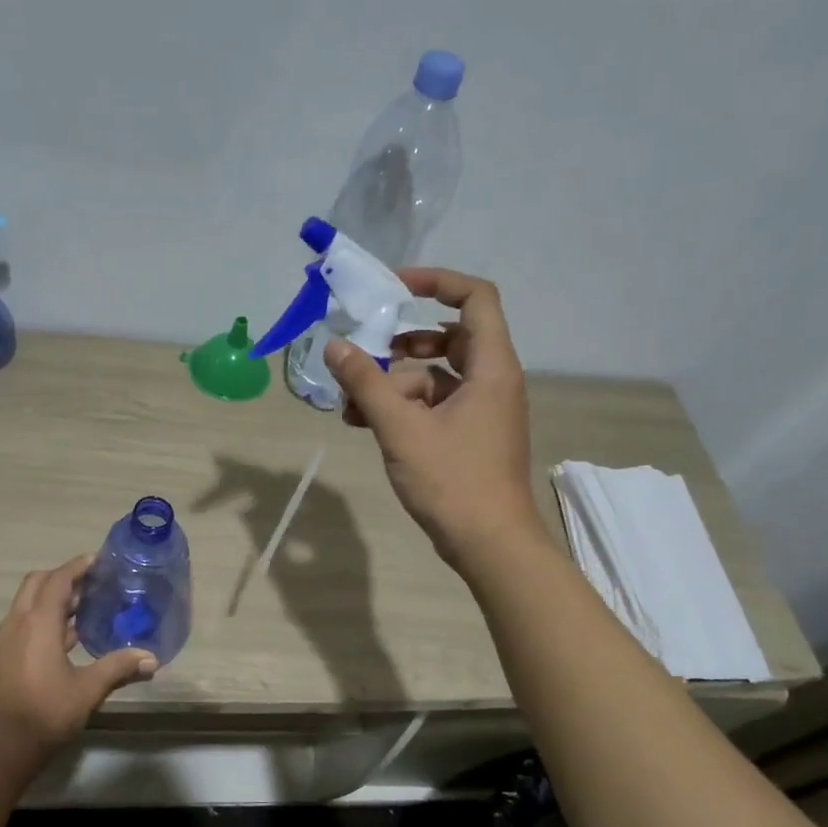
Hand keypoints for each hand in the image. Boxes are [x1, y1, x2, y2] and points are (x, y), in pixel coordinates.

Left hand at [0, 555, 157, 756]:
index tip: (98, 560)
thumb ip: (119, 667)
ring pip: (27, 603)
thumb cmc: (46, 712)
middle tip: (91, 582)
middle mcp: (17, 623)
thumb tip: (152, 658)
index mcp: (38, 622)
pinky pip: (22, 623)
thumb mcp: (88, 689)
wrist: (1, 747)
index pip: (58, 580)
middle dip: (62, 577)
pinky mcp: (2, 657)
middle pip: (37, 584)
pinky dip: (42, 618)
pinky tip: (64, 638)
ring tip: (83, 607)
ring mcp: (5, 640)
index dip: (77, 566)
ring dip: (51, 598)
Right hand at [325, 267, 542, 569]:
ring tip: (351, 402)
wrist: (490, 544)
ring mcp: (481, 410)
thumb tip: (336, 346)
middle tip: (365, 351)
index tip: (393, 287)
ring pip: (434, 376)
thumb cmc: (453, 481)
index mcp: (490, 367)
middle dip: (401, 344)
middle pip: (448, 337)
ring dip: (393, 382)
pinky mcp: (469, 435)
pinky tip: (363, 423)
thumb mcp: (401, 428)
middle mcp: (491, 380)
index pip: (474, 297)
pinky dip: (402, 408)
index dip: (436, 281)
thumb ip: (366, 383)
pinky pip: (433, 405)